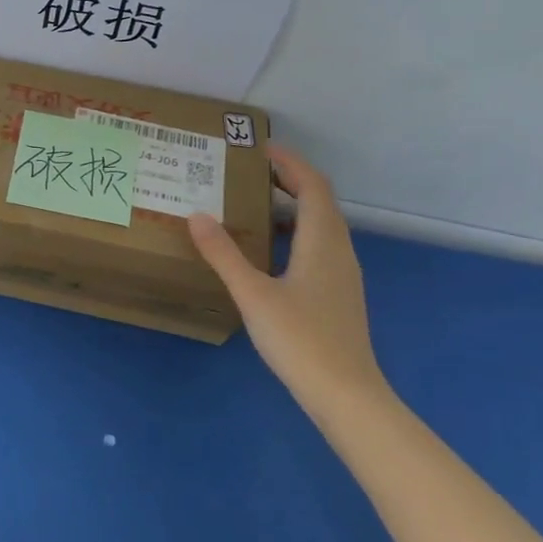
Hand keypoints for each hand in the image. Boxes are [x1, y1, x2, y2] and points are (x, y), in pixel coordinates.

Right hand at [188, 145, 384, 402]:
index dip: (290, 162)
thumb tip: (197, 215)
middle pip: (320, 201)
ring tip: (253, 204)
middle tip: (250, 171)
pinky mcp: (337, 293)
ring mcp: (342, 274)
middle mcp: (338, 250)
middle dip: (289, 180)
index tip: (259, 147)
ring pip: (320, 225)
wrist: (345, 394)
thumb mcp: (253, 294)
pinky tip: (268, 250)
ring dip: (292, 206)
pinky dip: (295, 233)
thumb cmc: (300, 339)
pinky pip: (318, 246)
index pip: (313, 186)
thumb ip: (224, 254)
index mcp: (322, 242)